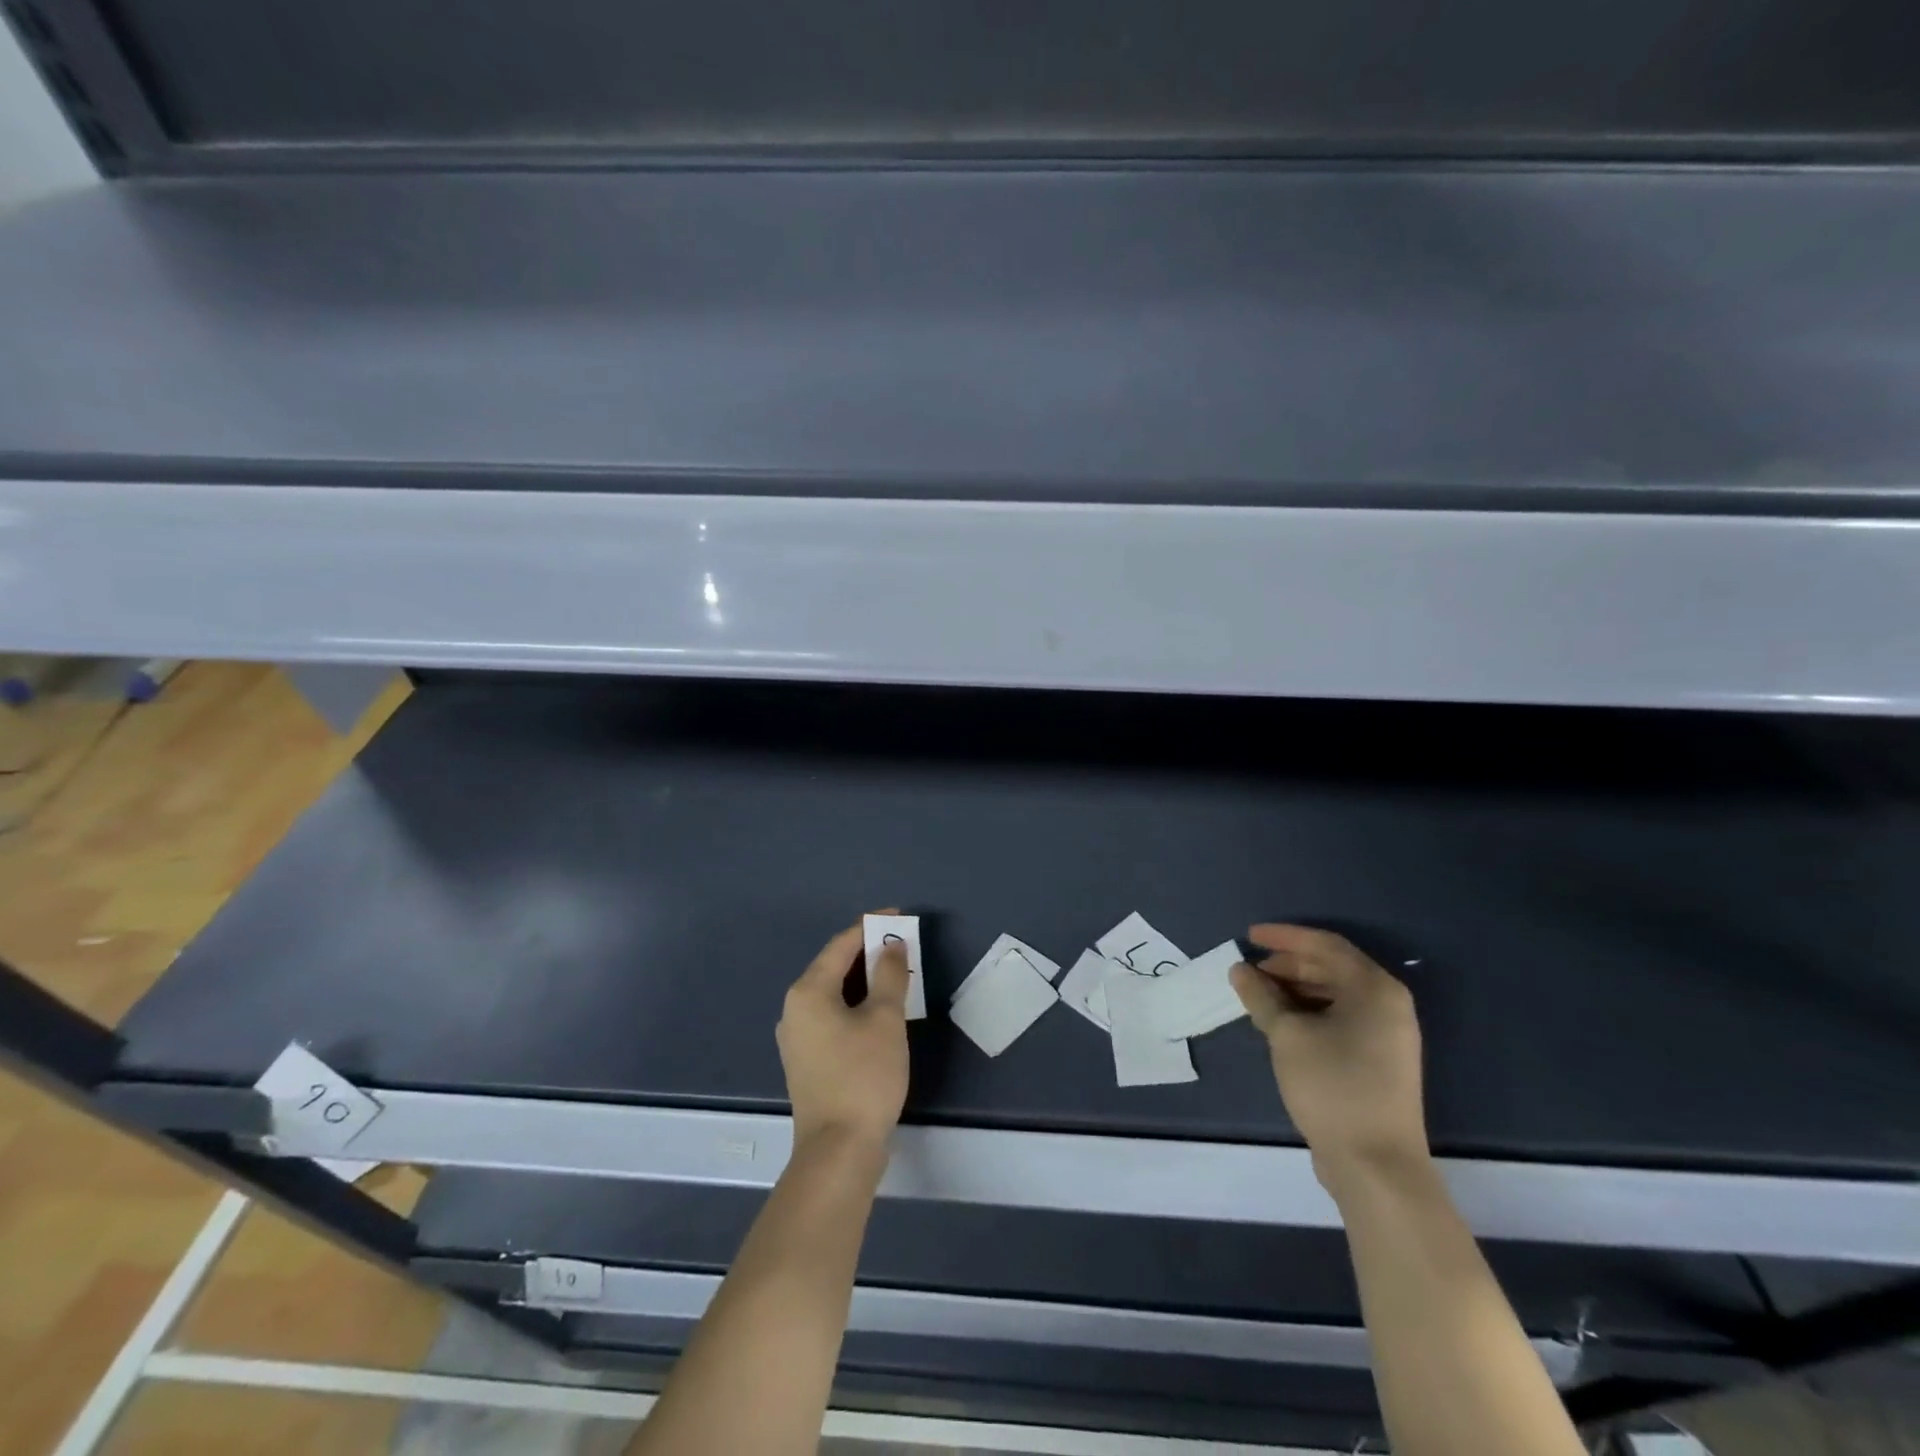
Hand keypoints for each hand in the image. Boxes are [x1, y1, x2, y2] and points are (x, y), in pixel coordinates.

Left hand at [777, 914, 911, 1151]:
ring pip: (834, 993)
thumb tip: (892, 946)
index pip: (841, 944)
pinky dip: (857, 1003)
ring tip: (897, 973)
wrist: (838, 1150)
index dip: (870, 926)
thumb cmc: (863, 1076)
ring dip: (865, 979)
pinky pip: (833, 1015)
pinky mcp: (808, 1059)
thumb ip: (889, 975)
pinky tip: (880, 1010)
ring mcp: (798, 1037)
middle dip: (869, 952)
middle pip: (834, 966)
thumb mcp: (885, 1019)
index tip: (899, 916)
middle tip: (903, 944)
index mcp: (808, 991)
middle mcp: (795, 1008)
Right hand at [1230, 924, 1428, 1193]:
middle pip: (1331, 968)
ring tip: (1257, 997)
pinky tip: (1279, 1023)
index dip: (1284, 937)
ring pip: (1334, 995)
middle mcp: (1387, 1005)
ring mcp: (1386, 1035)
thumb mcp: (1288, 1035)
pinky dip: (1308, 1013)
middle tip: (1249, 972)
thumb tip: (1240, 970)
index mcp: (1375, 989)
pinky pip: (1339, 1019)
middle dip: (1287, 966)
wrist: (1376, 1166)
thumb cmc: (1333, 1087)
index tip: (1248, 936)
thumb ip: (1261, 996)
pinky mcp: (1378, 1060)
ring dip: (1294, 990)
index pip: (1325, 944)